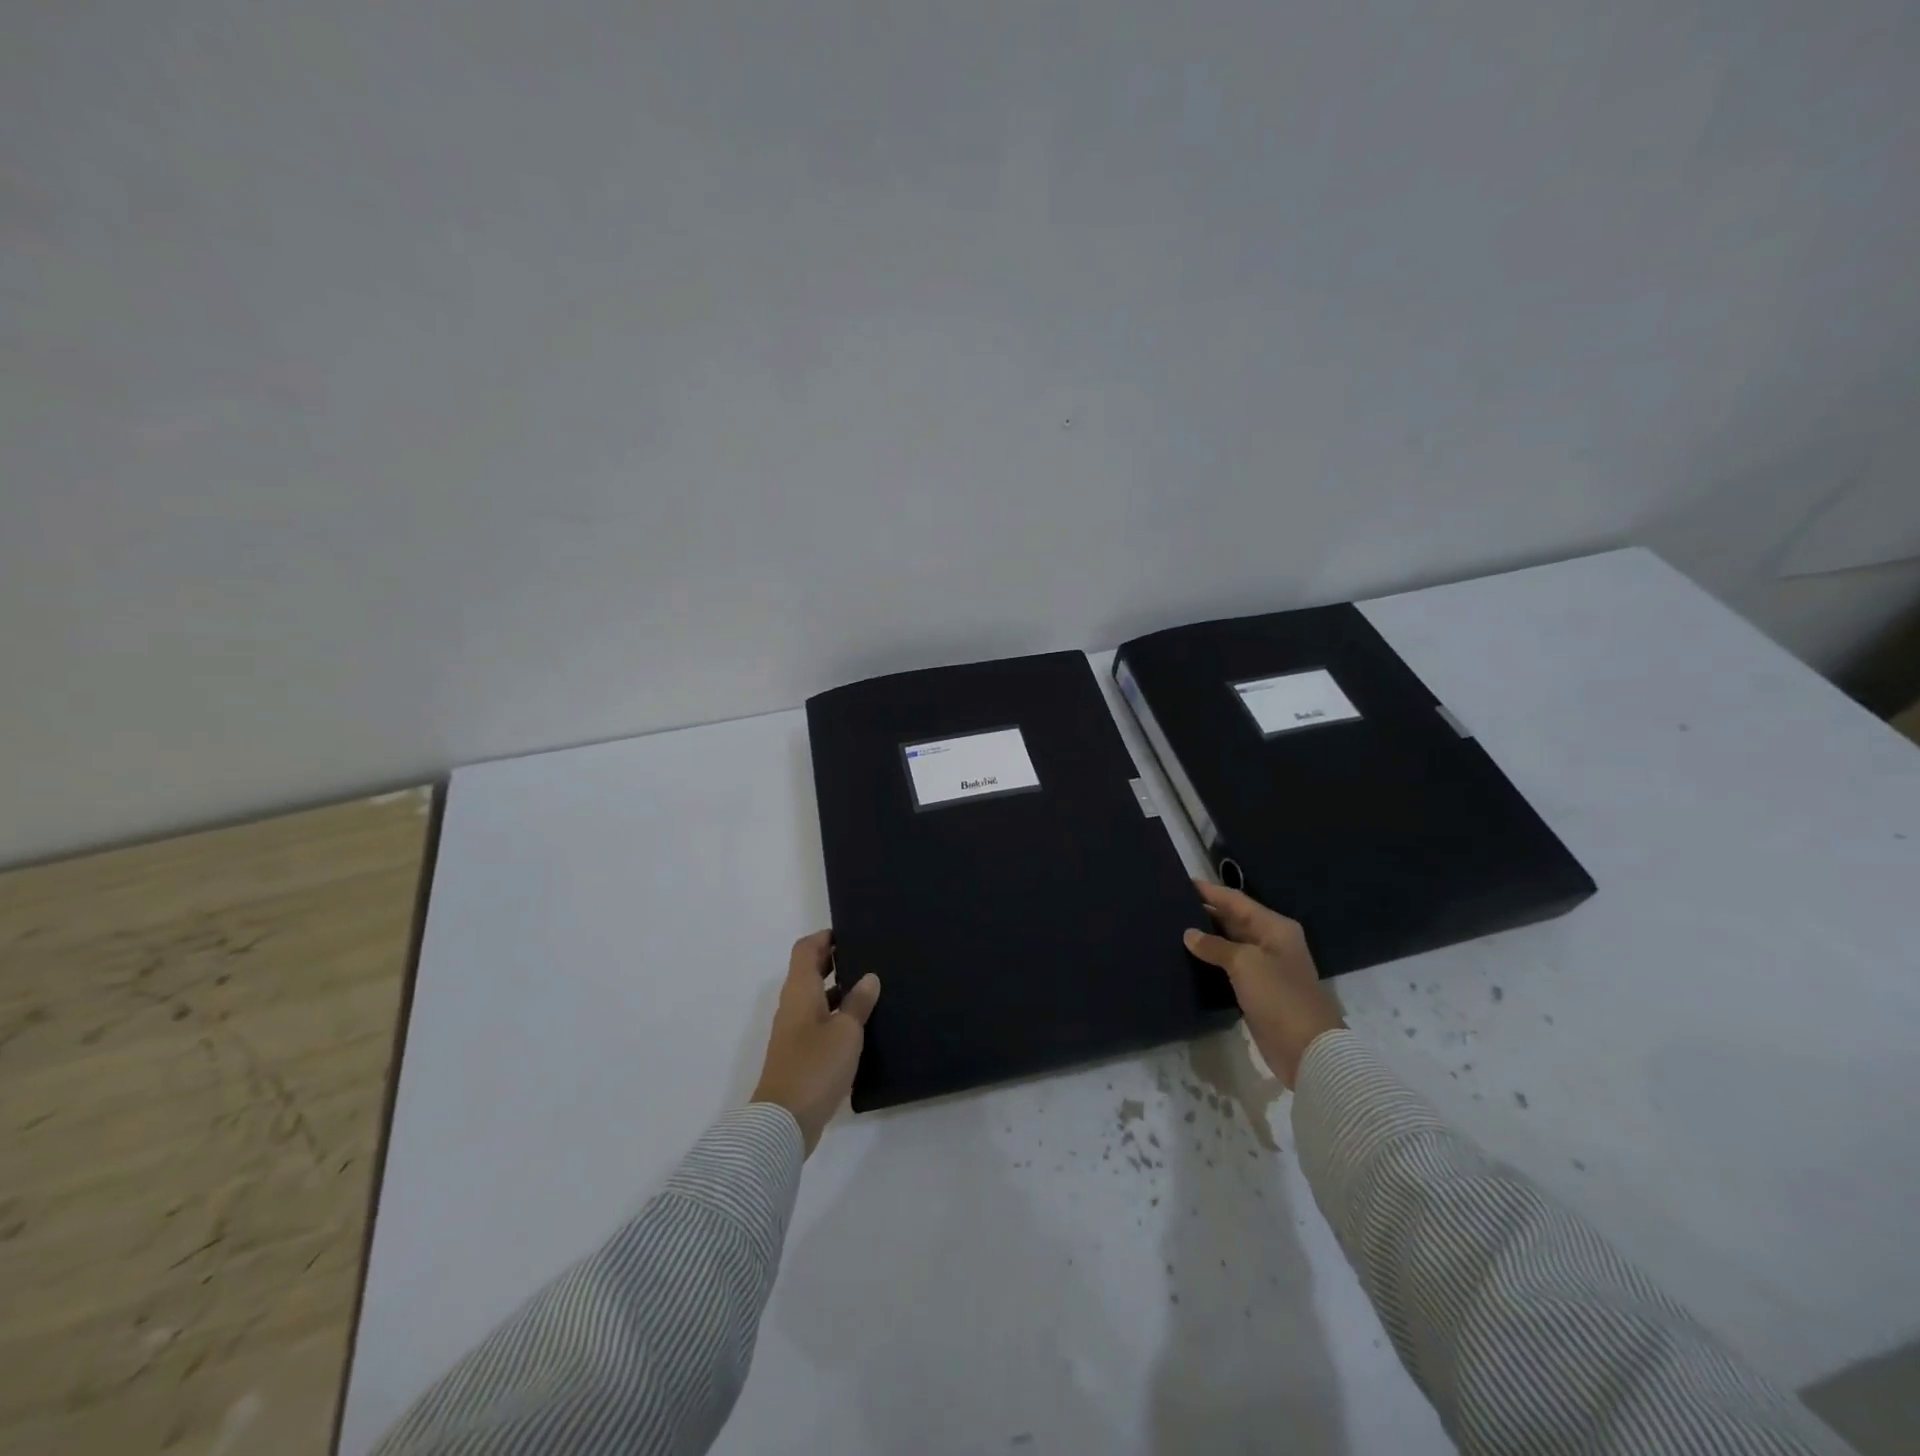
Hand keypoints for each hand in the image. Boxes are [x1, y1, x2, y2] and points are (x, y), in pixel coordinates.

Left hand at [751, 931, 880, 1154]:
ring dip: (839, 988)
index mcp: (800, 991)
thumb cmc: (815, 1066)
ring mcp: (794, 1030)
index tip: (852, 933)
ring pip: (816, 997)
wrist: (783, 1122)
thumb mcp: (846, 1031)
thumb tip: (869, 977)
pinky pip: (819, 1020)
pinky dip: (837, 1014)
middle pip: (810, 970)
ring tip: (872, 986)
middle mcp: (793, 1005)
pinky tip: (862, 1024)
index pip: (806, 949)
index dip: (825, 937)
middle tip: (869, 955)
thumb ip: (858, 1002)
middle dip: (835, 959)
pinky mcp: (800, 1053)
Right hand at [1184, 882, 1344, 1087]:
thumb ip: (1215, 946)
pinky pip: (1230, 968)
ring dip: (1207, 938)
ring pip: (1230, 944)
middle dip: (1206, 913)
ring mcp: (1266, 968)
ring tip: (1173, 929)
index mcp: (1275, 927)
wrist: (1307, 1049)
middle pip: (1234, 920)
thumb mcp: (1245, 963)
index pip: (1236, 901)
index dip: (1209, 891)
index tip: (1181, 883)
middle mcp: (1272, 942)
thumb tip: (1189, 934)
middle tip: (1170, 906)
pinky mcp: (1258, 991)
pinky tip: (1189, 959)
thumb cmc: (1279, 996)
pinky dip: (1212, 961)